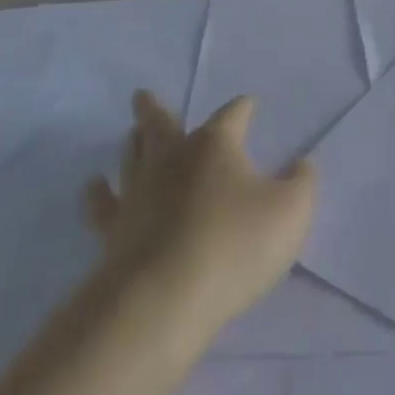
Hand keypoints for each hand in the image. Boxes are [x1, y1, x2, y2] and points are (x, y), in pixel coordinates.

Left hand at [84, 92, 315, 334]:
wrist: (164, 299)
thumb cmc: (235, 246)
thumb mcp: (291, 212)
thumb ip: (302, 183)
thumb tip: (302, 164)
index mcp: (216, 146)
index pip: (232, 115)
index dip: (243, 108)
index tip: (249, 104)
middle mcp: (173, 159)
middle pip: (162, 124)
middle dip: (155, 109)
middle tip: (141, 95)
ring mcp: (138, 192)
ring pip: (132, 156)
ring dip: (132, 143)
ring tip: (130, 133)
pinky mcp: (114, 230)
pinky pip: (102, 205)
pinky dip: (97, 194)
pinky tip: (92, 186)